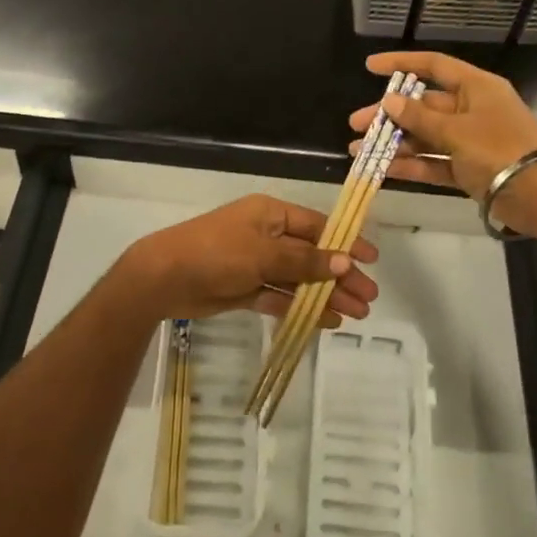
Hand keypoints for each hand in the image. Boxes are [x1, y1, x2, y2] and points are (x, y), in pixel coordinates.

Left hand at [119, 195, 379, 327]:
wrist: (164, 277)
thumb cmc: (217, 252)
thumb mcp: (264, 253)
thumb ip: (305, 260)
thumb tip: (344, 262)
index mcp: (271, 214)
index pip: (317, 226)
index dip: (345, 242)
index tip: (371, 260)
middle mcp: (266, 236)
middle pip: (311, 255)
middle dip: (340, 276)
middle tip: (369, 297)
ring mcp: (255, 264)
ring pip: (298, 280)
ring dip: (325, 295)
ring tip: (356, 314)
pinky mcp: (244, 289)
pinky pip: (279, 297)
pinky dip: (301, 308)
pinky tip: (326, 321)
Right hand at [349, 52, 536, 235]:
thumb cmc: (500, 149)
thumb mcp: (456, 130)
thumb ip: (419, 118)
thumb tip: (389, 101)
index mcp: (476, 88)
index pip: (434, 66)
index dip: (401, 65)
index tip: (370, 66)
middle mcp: (472, 110)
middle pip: (423, 106)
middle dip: (389, 115)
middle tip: (356, 123)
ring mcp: (470, 141)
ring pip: (425, 137)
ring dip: (394, 143)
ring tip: (359, 151)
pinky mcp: (468, 169)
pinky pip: (433, 162)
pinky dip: (411, 165)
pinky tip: (383, 169)